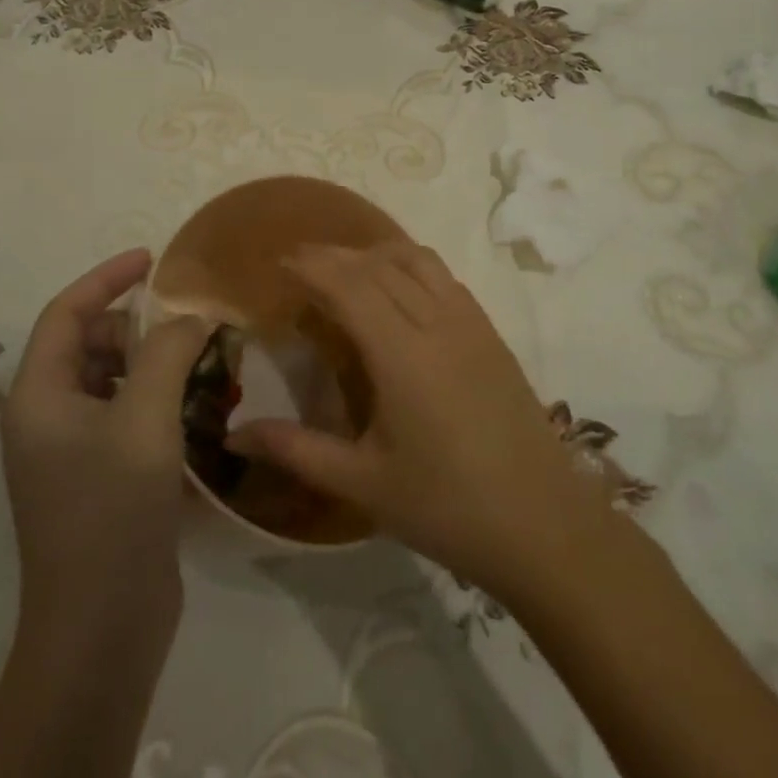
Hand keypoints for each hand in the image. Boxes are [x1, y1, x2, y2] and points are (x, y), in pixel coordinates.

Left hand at [0, 249, 211, 638]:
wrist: (101, 629)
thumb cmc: (112, 510)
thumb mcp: (145, 418)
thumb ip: (169, 352)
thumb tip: (192, 317)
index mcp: (39, 395)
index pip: (66, 312)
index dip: (107, 277)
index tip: (153, 259)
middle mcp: (46, 417)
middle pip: (91, 344)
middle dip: (139, 327)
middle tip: (190, 325)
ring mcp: (71, 452)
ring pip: (112, 380)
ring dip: (154, 364)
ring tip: (203, 364)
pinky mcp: (97, 479)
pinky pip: (126, 416)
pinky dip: (158, 401)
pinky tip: (198, 410)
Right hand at [228, 242, 603, 594]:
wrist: (542, 524)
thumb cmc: (446, 507)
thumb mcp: (363, 483)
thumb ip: (297, 450)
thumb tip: (236, 433)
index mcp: (402, 354)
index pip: (350, 285)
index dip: (314, 266)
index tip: (282, 261)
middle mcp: (436, 322)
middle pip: (380, 265)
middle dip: (336, 255)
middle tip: (302, 263)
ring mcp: (470, 322)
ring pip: (417, 260)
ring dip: (376, 253)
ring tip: (347, 269)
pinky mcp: (491, 332)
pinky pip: (444, 277)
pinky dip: (411, 264)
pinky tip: (399, 289)